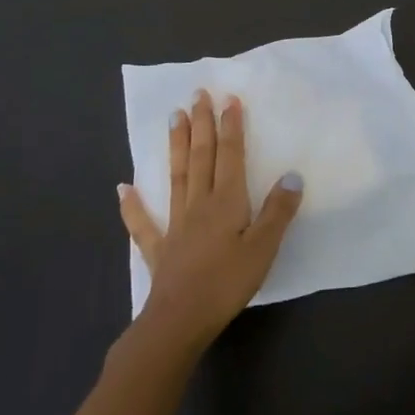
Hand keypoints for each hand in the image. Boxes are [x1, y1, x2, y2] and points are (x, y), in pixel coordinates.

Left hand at [118, 91, 303, 347]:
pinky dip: (133, 205)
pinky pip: (143, 223)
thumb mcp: (264, 248)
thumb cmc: (227, 283)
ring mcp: (175, 224)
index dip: (231, 126)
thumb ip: (278, 211)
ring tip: (173, 117)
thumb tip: (292, 175)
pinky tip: (123, 188)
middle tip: (197, 94)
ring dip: (176, 146)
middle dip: (201, 124)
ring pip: (176, 176)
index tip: (229, 98)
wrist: (179, 321)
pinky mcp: (159, 249)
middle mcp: (199, 203)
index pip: (230, 155)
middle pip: (201, 156)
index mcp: (226, 201)